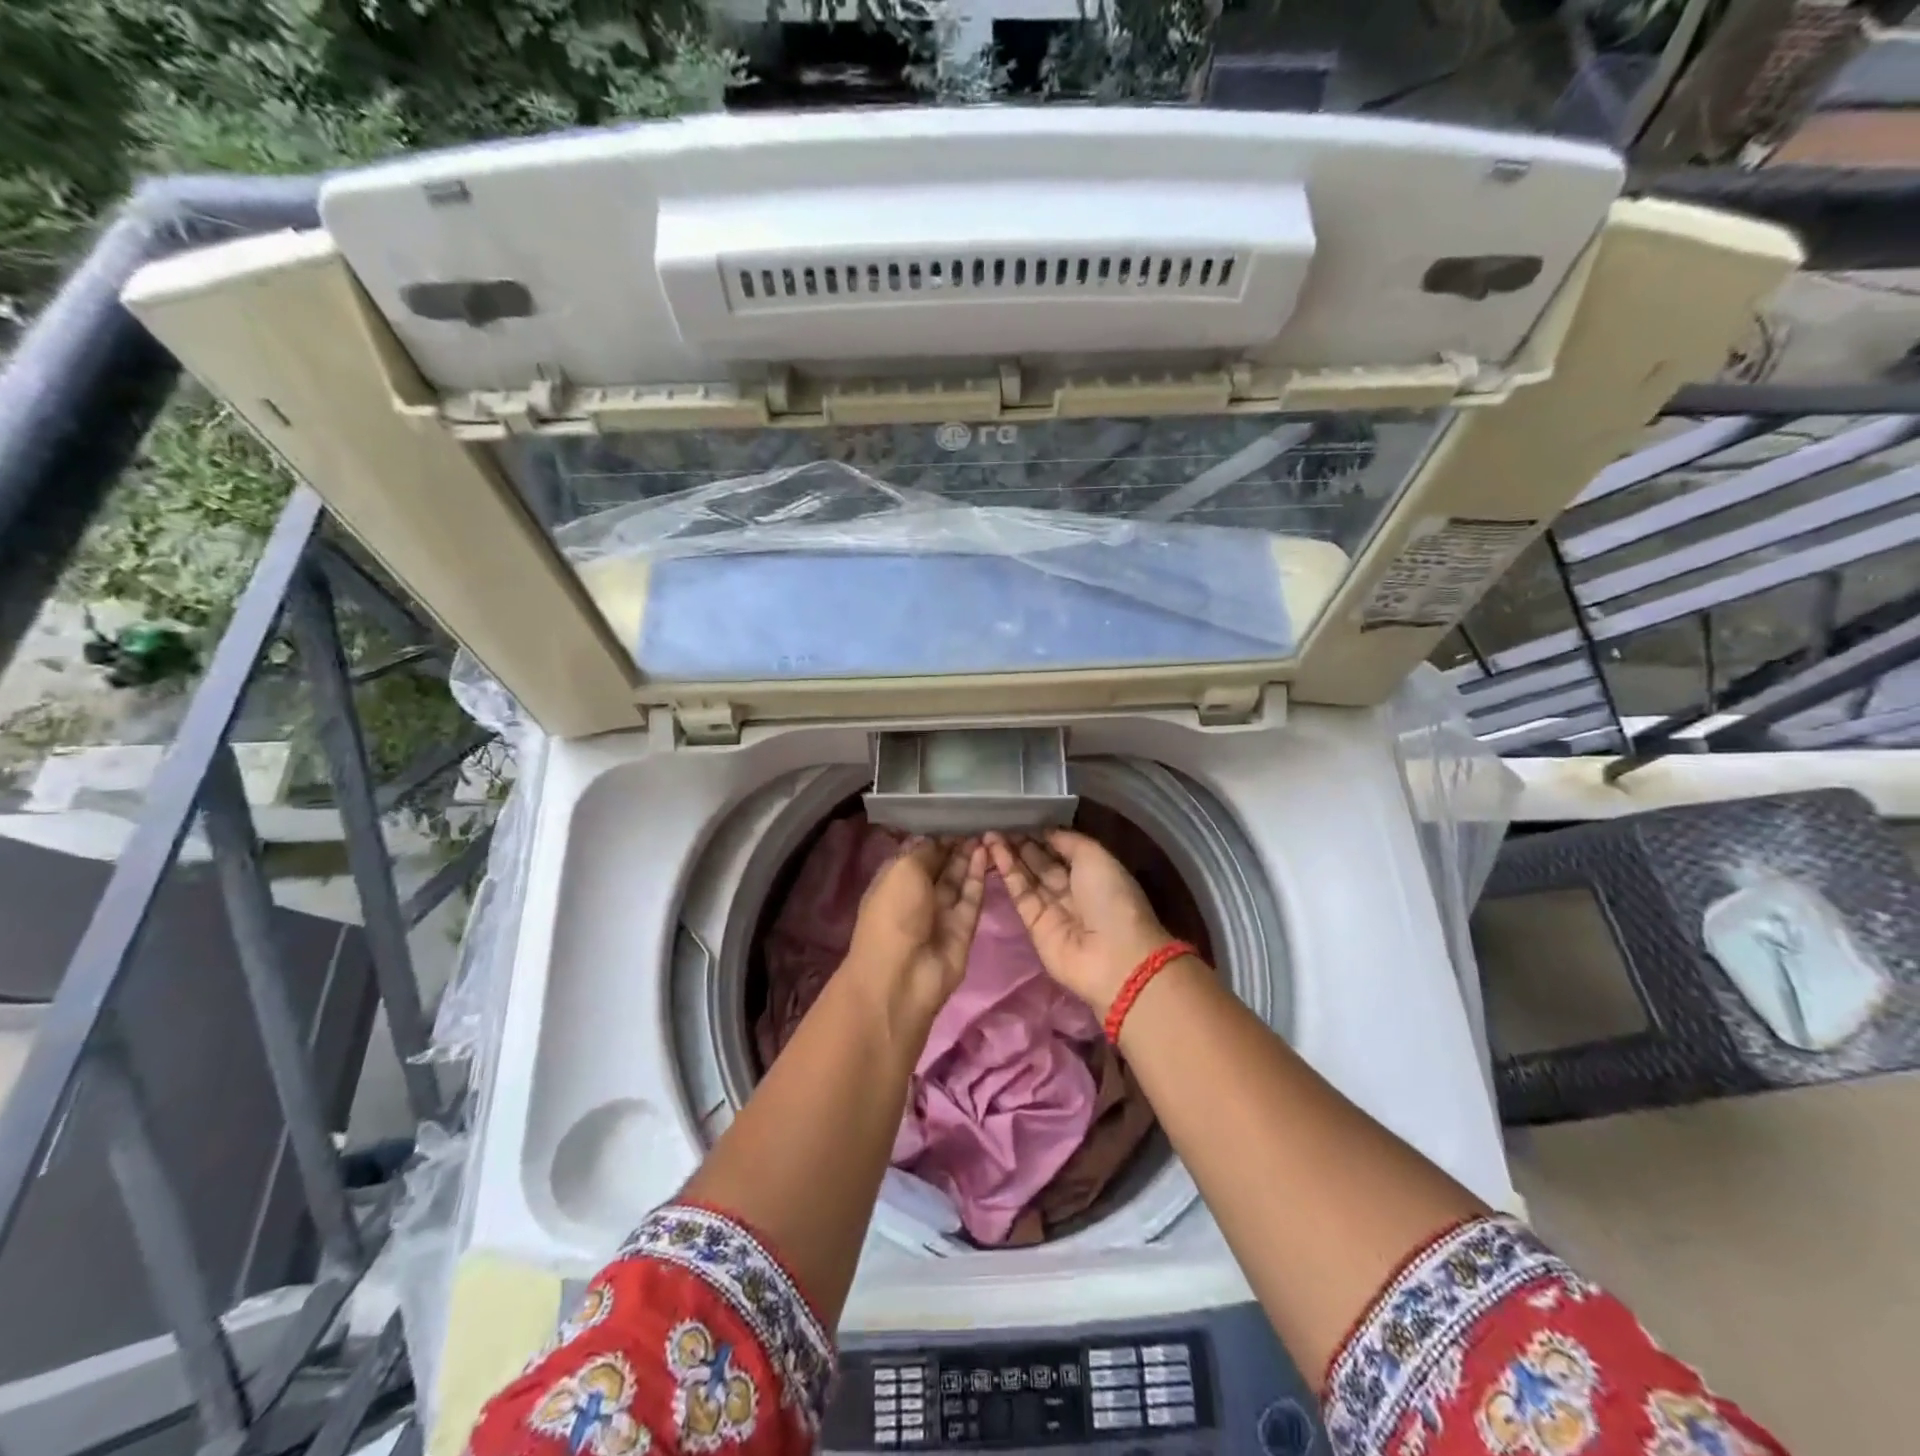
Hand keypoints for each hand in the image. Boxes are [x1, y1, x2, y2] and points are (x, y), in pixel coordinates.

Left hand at [846, 838, 987, 1022]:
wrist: (902, 976)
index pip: (916, 853)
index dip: (933, 836)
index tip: (953, 815)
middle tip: (975, 820)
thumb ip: (924, 851)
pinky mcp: (962, 928)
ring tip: (985, 831)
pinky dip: (978, 875)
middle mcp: (916, 896)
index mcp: (893, 881)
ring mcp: (940, 913)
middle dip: (954, 845)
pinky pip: (972, 897)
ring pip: (957, 880)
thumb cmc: (893, 914)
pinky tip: (986, 852)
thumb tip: (936, 838)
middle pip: (939, 866)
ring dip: (968, 857)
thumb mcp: (902, 871)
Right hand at [985, 830, 1174, 1014]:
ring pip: (1028, 876)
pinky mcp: (1034, 925)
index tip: (1020, 817)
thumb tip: (1045, 832)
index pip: (1063, 849)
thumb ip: (1068, 841)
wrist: (1112, 956)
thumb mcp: (1096, 857)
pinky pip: (1020, 894)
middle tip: (999, 823)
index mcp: (1094, 873)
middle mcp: (1073, 889)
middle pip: (1042, 862)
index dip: (1042, 834)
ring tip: (989, 834)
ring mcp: (1053, 908)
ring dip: (1010, 855)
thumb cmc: (1111, 899)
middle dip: (1022, 843)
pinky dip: (1008, 873)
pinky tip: (994, 852)